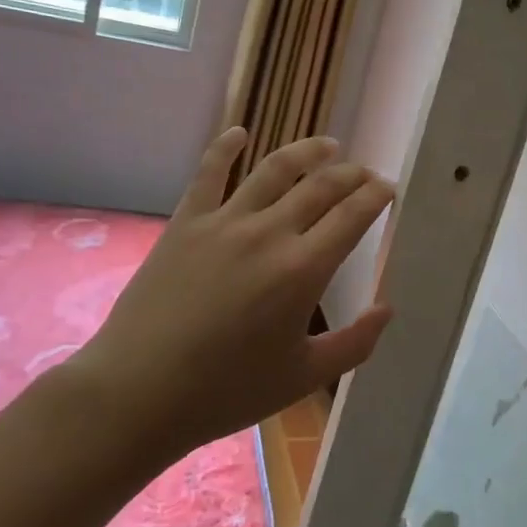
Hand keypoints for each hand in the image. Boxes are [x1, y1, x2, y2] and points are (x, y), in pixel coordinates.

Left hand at [67, 128, 394, 457]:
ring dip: (307, 151)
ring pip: (275, 169)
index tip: (389, 188)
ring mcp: (224, 222)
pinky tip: (239, 133)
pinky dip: (225, 147)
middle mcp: (270, 233)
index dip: (377, 195)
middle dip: (352, 174)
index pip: (353, 214)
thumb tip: (387, 308)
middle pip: (322, 186)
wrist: (138, 393)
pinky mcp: (186, 223)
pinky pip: (208, 173)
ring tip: (328, 145)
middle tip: (366, 174)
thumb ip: (355, 343)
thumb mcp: (303, 377)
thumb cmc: (226, 391)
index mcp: (303, 269)